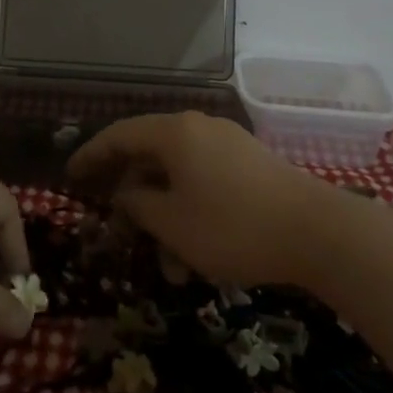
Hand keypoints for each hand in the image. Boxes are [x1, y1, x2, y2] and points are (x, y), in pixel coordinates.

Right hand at [68, 113, 341, 287]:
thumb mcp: (172, 223)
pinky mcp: (252, 167)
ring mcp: (229, 145)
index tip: (71, 175)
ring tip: (166, 263)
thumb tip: (125, 194)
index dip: (91, 155)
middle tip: (116, 227)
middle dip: (131, 196)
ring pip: (180, 176)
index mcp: (175, 133)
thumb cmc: (233, 226)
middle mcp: (200, 128)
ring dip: (165, 215)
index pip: (119, 135)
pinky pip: (206, 182)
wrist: (321, 233)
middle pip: (150, 155)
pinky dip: (191, 211)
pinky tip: (196, 253)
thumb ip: (137, 205)